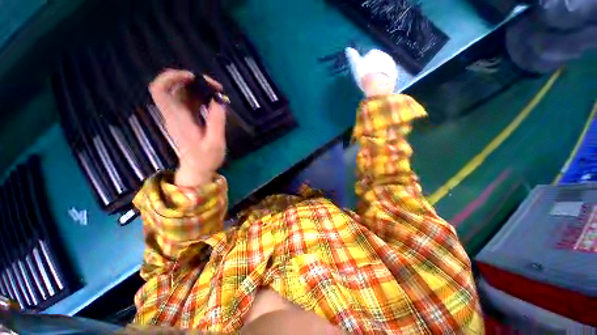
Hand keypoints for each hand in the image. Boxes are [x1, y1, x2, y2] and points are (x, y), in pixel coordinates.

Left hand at [149, 69, 226, 186]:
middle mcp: (174, 114)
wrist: (197, 169)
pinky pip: (190, 100)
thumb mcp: (215, 142)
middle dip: (192, 80)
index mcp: (178, 119)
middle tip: (214, 87)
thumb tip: (219, 99)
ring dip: (199, 87)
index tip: (193, 78)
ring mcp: (179, 115)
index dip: (172, 77)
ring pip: (182, 91)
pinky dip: (201, 96)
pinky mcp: (186, 118)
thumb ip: (217, 120)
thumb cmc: (206, 159)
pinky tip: (214, 101)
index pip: (160, 90)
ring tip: (218, 93)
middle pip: (172, 86)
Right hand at [345, 47, 397, 96]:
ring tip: (372, 82)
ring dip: (378, 72)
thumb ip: (352, 56)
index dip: (365, 63)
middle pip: (377, 61)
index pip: (368, 55)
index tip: (362, 71)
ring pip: (382, 67)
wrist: (377, 84)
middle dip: (373, 66)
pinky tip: (378, 84)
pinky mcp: (394, 73)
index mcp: (373, 52)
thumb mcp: (355, 64)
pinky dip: (383, 78)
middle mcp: (383, 55)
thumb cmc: (364, 73)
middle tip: (367, 77)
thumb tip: (347, 49)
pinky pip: (387, 74)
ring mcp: (390, 63)